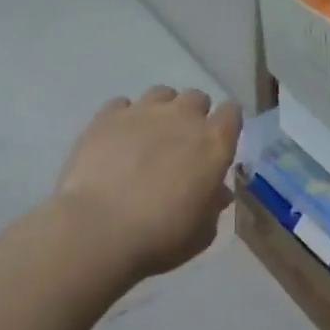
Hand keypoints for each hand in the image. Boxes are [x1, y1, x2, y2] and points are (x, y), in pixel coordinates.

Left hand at [52, 87, 241, 284]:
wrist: (98, 231)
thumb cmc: (160, 236)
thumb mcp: (201, 232)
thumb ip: (213, 205)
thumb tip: (217, 191)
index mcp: (214, 142)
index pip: (232, 112)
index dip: (226, 125)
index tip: (218, 143)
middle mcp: (183, 116)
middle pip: (197, 97)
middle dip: (193, 115)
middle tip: (181, 143)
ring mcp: (143, 112)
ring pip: (161, 94)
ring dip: (160, 110)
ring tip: (148, 136)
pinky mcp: (107, 117)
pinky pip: (121, 105)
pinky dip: (123, 118)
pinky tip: (116, 140)